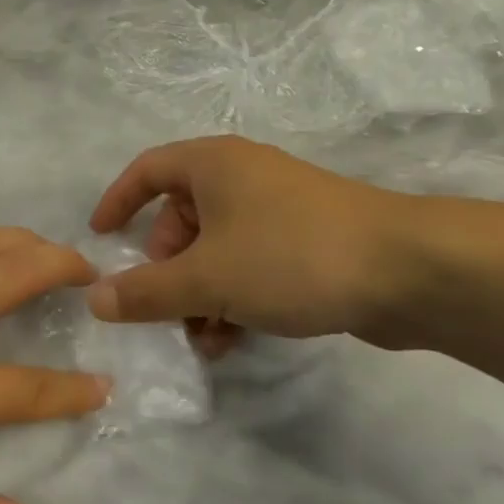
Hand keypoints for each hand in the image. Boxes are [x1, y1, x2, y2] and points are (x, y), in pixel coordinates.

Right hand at [86, 136, 429, 345]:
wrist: (407, 270)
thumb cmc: (290, 255)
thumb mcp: (208, 277)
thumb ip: (146, 291)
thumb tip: (95, 298)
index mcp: (212, 164)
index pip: (147, 170)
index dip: (118, 201)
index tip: (100, 239)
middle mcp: (241, 177)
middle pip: (181, 217)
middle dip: (166, 267)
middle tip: (164, 307)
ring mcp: (277, 208)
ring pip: (217, 247)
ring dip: (200, 292)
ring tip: (201, 338)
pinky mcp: (306, 240)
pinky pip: (251, 262)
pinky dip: (234, 295)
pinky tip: (234, 339)